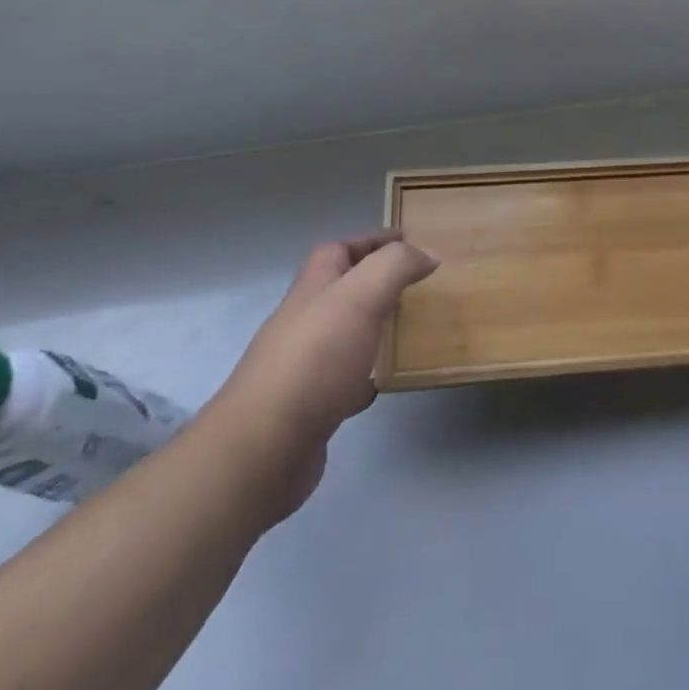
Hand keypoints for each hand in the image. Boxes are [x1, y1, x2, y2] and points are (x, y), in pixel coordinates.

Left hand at [198, 231, 437, 523]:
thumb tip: (426, 253)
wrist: (262, 450)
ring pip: (342, 334)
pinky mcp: (307, 408)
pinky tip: (382, 383)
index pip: (337, 250)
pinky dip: (364, 376)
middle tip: (414, 285)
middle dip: (373, 282)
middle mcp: (302, 322)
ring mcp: (301, 367)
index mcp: (312, 290)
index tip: (407, 240)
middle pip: (337, 290)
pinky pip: (342, 381)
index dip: (370, 240)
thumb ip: (395, 267)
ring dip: (371, 327)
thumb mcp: (360, 297)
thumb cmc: (314, 360)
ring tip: (406, 329)